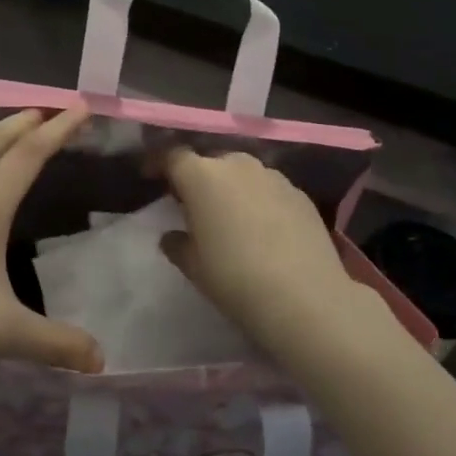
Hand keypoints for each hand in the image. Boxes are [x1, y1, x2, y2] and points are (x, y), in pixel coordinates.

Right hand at [160, 149, 367, 356]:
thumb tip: (172, 236)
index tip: (151, 178)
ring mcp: (272, 176)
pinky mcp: (299, 193)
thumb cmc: (235, 278)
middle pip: (209, 163)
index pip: (172, 156)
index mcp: (202, 176)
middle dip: (198, 179)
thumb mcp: (193, 266)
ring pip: (242, 174)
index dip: (158, 164)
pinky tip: (264, 230)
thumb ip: (177, 244)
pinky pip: (269, 189)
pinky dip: (260, 201)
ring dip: (232, 188)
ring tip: (231, 218)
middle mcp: (236, 165)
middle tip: (193, 206)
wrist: (305, 298)